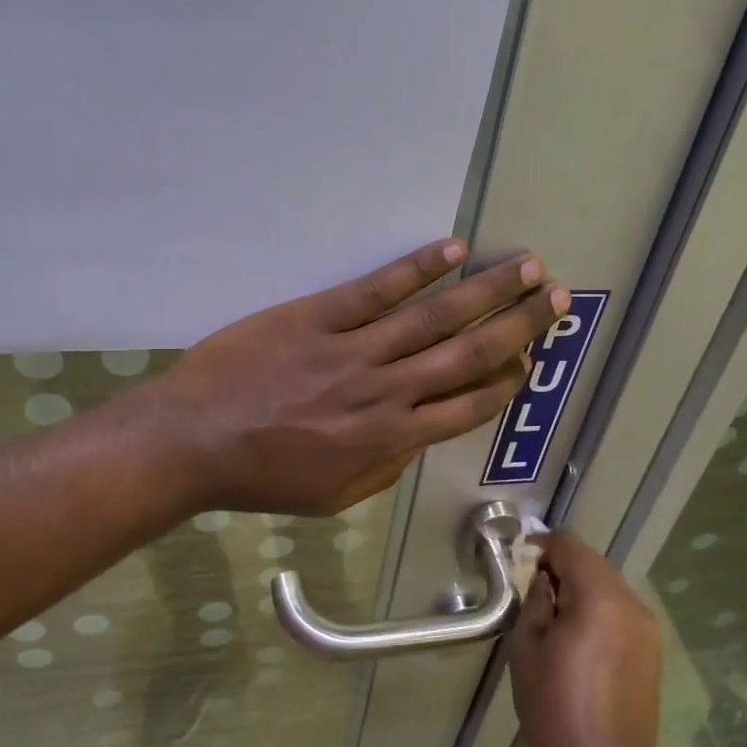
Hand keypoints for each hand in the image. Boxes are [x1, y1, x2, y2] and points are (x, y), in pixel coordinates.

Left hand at [147, 239, 566, 516]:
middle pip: (465, 354)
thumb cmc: (262, 476)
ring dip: (483, 290)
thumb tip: (420, 437)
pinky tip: (450, 251)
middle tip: (553, 298)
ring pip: (431, 317)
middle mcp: (384, 390)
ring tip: (523, 266)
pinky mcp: (317, 317)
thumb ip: (385, 467)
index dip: (505, 381)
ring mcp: (352, 349)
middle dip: (516, 325)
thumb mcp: (333, 495)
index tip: (530, 361)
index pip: (466, 406)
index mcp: (388, 438)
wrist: (193, 441)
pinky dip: (416, 269)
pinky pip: (375, 290)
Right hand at [508, 530, 666, 746]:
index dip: (542, 546)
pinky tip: (578, 640)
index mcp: (599, 597)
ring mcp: (647, 629)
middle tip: (532, 590)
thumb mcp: (527, 648)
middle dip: (562, 567)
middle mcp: (631, 603)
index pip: (570, 546)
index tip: (520, 561)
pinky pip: (620, 613)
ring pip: (609, 587)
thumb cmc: (554, 709)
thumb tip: (543, 579)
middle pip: (593, 564)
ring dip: (581, 589)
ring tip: (553, 617)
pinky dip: (598, 611)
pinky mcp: (652, 653)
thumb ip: (534, 601)